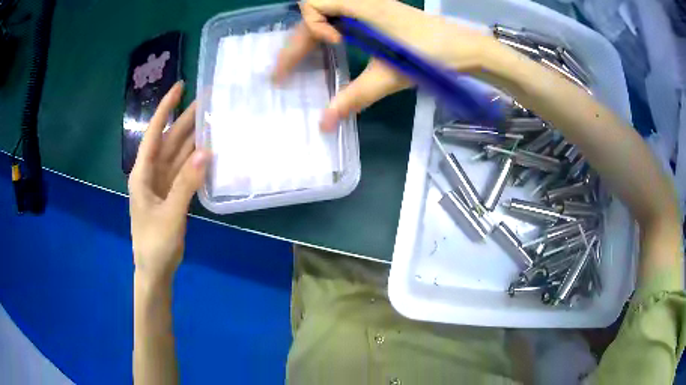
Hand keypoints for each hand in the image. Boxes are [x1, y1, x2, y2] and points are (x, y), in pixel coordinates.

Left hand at [128, 81, 209, 280]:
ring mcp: (163, 183)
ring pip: (178, 154)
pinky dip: (196, 160)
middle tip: (207, 100)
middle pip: (169, 140)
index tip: (180, 87)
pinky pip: (185, 171)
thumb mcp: (170, 214)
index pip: (154, 133)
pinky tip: (210, 150)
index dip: (166, 108)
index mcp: (142, 173)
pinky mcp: (172, 193)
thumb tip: (206, 152)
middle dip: (186, 120)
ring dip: (193, 138)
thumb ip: (186, 184)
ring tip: (213, 119)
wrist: (155, 270)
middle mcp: (151, 172)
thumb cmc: (155, 243)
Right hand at [272, 0, 496, 130]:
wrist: (465, 48)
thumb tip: (323, 124)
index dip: (312, 24)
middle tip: (282, 73)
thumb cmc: (431, 54)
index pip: (313, 3)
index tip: (332, 43)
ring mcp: (368, 8)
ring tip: (297, 66)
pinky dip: (325, 36)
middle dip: (297, 41)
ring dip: (308, 39)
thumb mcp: (390, 76)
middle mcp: (361, 2)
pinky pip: (340, 20)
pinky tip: (326, 53)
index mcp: (362, 6)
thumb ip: (354, 97)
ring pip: (326, 17)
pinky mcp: (375, 16)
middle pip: (315, 13)